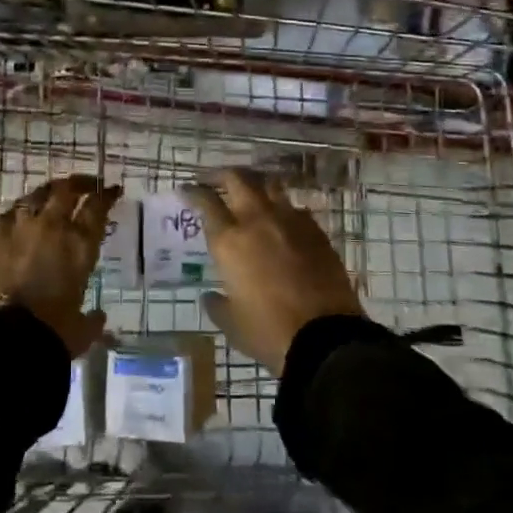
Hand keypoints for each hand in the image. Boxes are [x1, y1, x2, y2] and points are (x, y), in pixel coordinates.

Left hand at [0, 174, 119, 357]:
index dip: (107, 195)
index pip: (97, 206)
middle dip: (80, 183)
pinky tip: (21, 214)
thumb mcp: (80, 330)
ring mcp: (20, 228)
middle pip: (67, 190)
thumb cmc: (52, 333)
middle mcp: (52, 227)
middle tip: (87, 185)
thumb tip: (98, 317)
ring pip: (37, 194)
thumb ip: (91, 320)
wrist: (5, 337)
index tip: (112, 191)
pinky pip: (10, 213)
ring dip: (49, 191)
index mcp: (80, 244)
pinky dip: (20, 211)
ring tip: (53, 194)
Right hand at [185, 169, 363, 373]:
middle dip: (223, 175)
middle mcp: (257, 220)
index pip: (206, 202)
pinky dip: (283, 208)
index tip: (187, 189)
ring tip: (250, 192)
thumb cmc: (269, 332)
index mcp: (229, 241)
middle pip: (238, 179)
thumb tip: (210, 296)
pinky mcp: (316, 231)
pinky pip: (295, 208)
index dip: (193, 191)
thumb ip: (217, 304)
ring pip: (270, 185)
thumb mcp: (232, 324)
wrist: (326, 338)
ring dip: (255, 184)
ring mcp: (290, 221)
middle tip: (215, 181)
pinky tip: (282, 222)